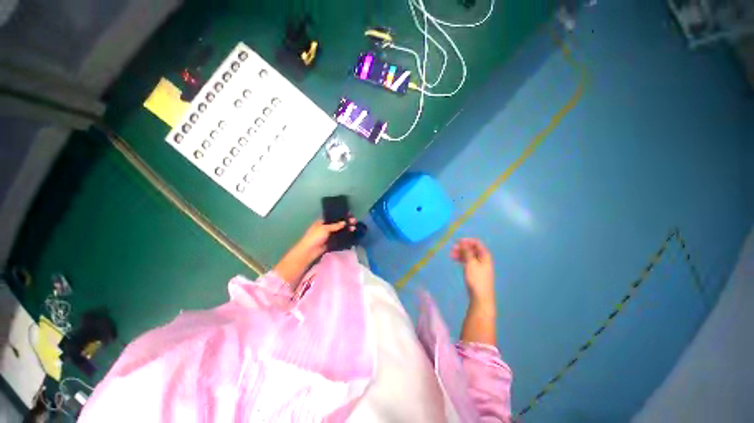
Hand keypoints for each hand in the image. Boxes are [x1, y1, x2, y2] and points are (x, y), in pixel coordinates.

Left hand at [295, 218, 355, 261]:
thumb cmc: (315, 237)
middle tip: (354, 221)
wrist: (310, 251)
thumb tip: (344, 222)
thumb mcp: (324, 229)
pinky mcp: (331, 242)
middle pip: (338, 224)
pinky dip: (345, 237)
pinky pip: (340, 238)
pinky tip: (351, 235)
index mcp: (322, 222)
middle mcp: (326, 227)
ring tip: (354, 228)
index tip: (350, 214)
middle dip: (346, 222)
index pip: (334, 216)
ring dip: (347, 229)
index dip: (341, 215)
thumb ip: (335, 225)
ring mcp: (329, 235)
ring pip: (340, 231)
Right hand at [451, 238, 494, 306]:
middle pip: (472, 249)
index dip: (466, 241)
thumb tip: (463, 243)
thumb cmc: (476, 278)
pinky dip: (462, 259)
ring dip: (460, 253)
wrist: (480, 296)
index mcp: (484, 255)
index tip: (456, 242)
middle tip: (451, 248)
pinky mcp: (476, 272)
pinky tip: (455, 260)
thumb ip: (467, 252)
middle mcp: (483, 259)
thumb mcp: (470, 263)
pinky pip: (468, 262)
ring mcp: (480, 265)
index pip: (476, 243)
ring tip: (451, 255)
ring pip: (469, 256)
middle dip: (462, 247)